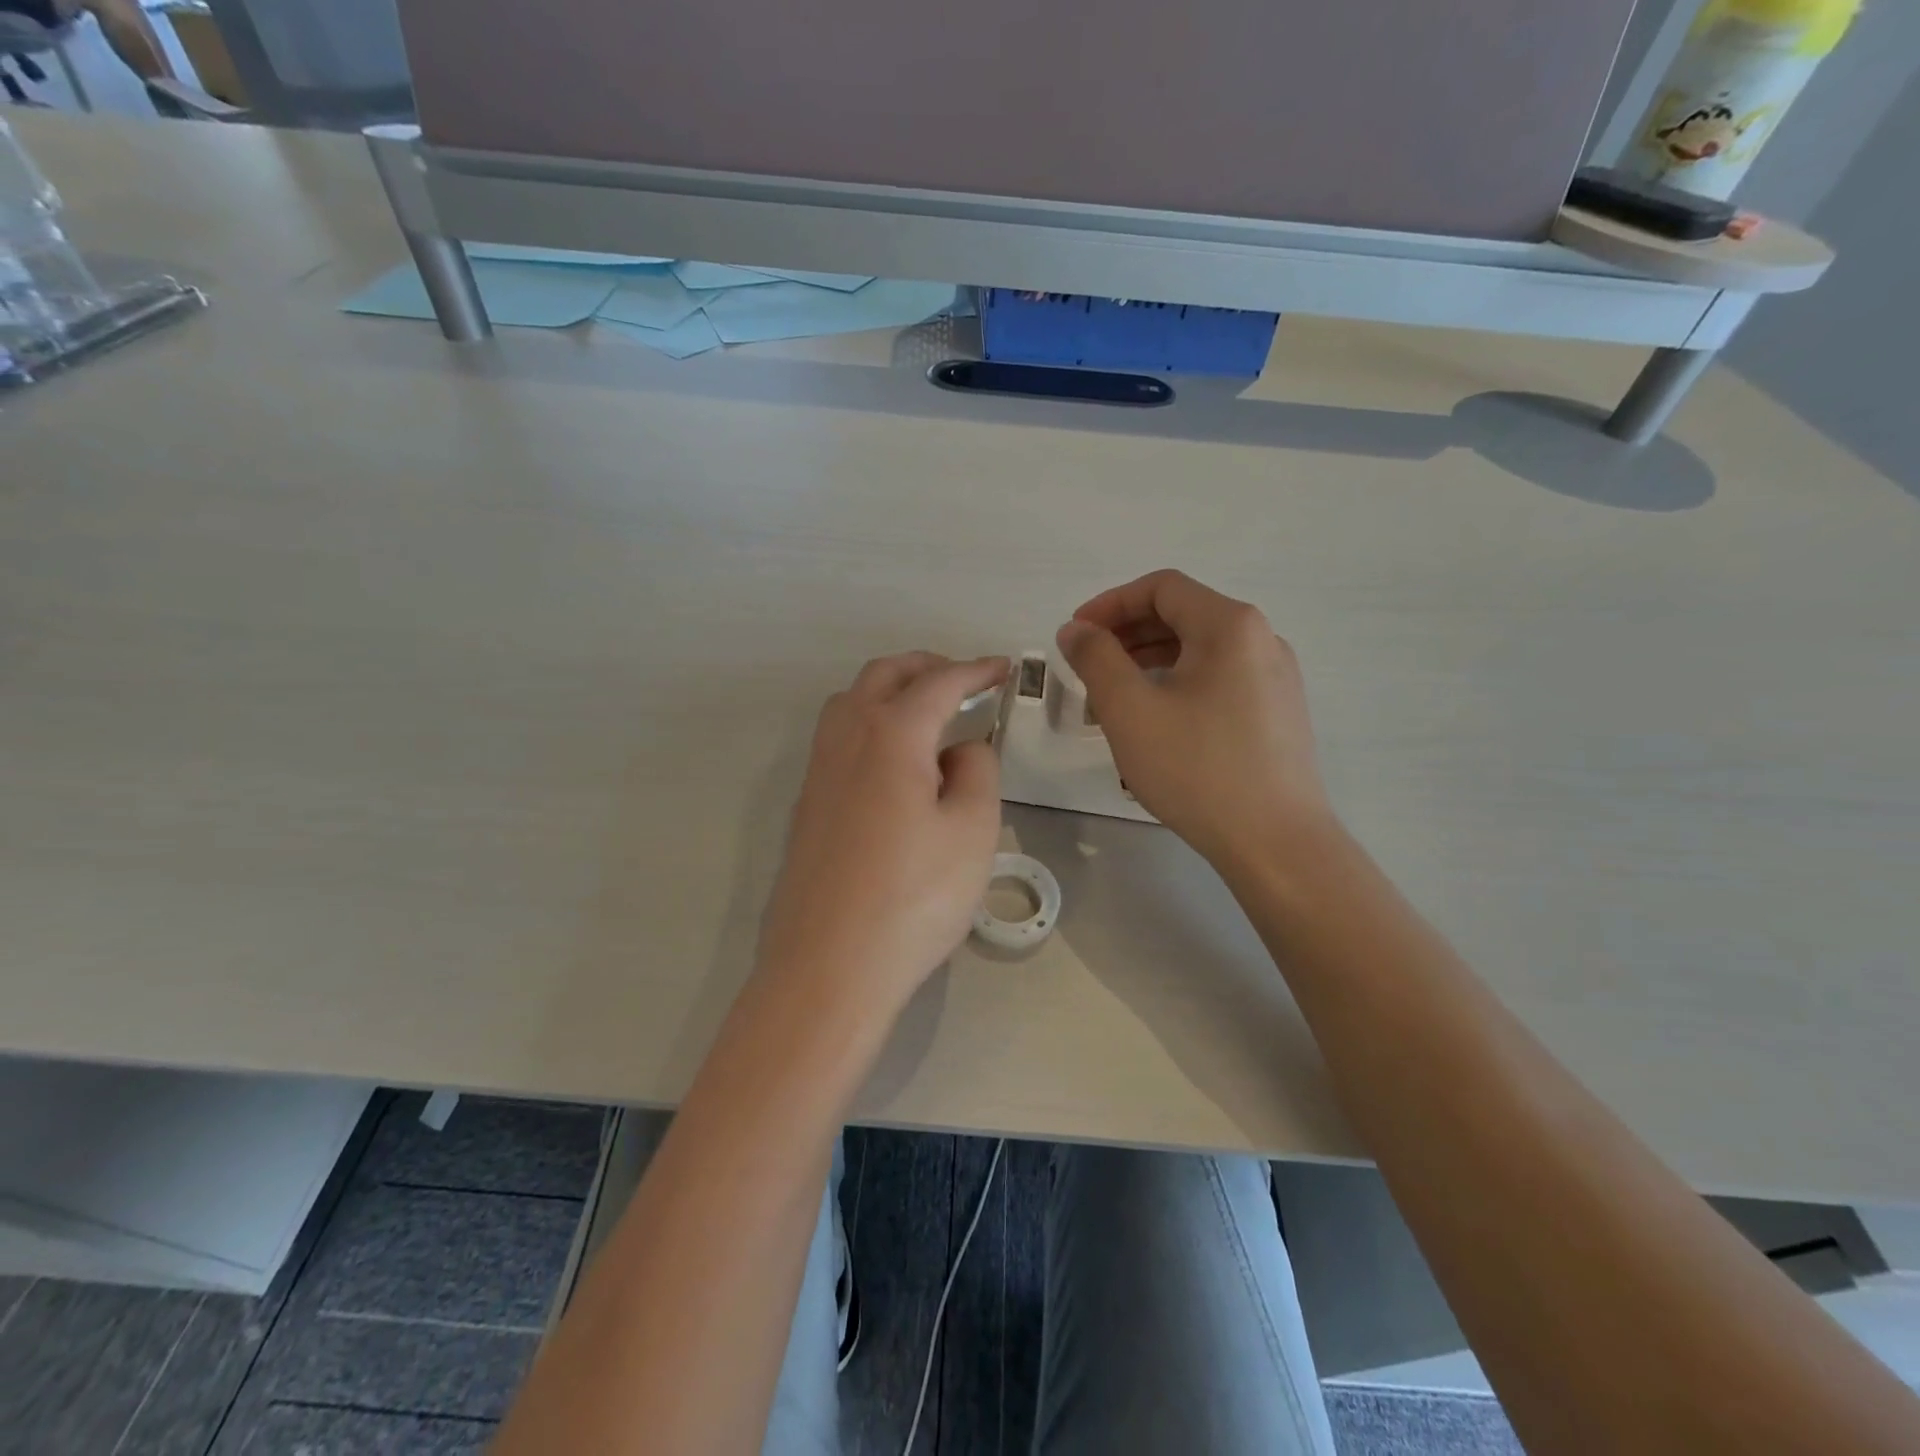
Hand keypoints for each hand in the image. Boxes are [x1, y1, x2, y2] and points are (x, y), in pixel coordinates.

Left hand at [758, 653, 1008, 1017]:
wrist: (827, 968)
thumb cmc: (913, 899)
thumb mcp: (972, 832)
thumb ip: (977, 772)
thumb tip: (962, 748)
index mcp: (891, 735)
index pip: (938, 683)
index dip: (975, 670)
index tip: (1002, 668)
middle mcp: (846, 739)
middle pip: (883, 676)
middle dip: (926, 667)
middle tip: (964, 680)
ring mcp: (818, 772)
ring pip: (851, 702)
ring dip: (890, 690)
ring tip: (928, 713)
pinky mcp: (807, 805)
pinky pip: (838, 738)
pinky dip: (870, 723)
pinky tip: (893, 762)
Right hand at [1056, 570, 1332, 867]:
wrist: (1276, 843)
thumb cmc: (1197, 769)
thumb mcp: (1130, 711)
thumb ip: (1095, 659)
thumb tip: (1075, 630)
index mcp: (1230, 625)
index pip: (1162, 588)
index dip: (1110, 604)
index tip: (1075, 635)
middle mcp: (1261, 639)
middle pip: (1182, 615)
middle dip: (1126, 634)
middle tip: (1087, 666)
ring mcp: (1275, 677)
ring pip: (1199, 650)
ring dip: (1148, 662)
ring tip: (1111, 699)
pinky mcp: (1277, 712)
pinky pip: (1218, 679)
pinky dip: (1177, 684)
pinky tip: (1154, 721)